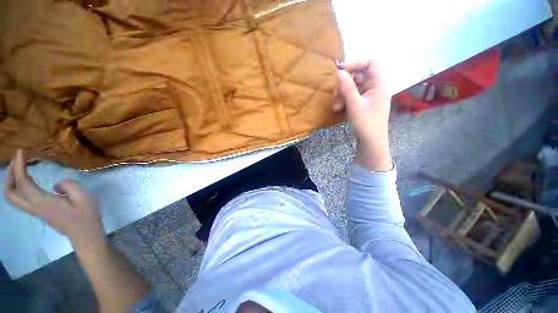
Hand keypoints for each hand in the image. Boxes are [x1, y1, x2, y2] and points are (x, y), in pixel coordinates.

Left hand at [3, 149, 104, 248]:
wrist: (85, 234)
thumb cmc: (86, 215)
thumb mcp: (84, 197)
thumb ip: (69, 186)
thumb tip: (56, 184)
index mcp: (43, 202)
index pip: (23, 183)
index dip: (19, 166)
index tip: (21, 151)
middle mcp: (35, 207)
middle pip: (10, 193)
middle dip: (9, 175)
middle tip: (16, 161)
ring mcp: (36, 211)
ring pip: (13, 198)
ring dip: (12, 182)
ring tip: (20, 168)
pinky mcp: (40, 212)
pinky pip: (22, 198)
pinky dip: (19, 187)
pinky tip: (29, 179)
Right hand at [333, 60, 392, 171]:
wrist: (371, 142)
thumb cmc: (366, 124)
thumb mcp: (354, 105)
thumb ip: (347, 87)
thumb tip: (339, 72)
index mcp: (379, 83)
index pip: (371, 62)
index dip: (356, 62)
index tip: (341, 70)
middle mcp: (376, 86)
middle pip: (360, 75)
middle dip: (345, 84)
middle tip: (336, 93)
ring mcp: (370, 95)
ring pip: (354, 87)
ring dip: (343, 95)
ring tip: (336, 107)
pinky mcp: (364, 103)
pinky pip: (353, 96)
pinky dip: (345, 101)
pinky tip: (339, 110)